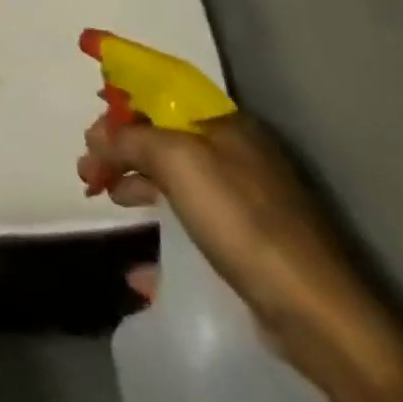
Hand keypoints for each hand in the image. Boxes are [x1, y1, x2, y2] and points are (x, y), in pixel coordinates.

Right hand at [81, 112, 379, 367]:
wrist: (315, 312)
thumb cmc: (242, 220)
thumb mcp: (179, 162)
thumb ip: (132, 139)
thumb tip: (99, 135)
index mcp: (224, 123)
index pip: (165, 89)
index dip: (126, 89)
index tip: (92, 102)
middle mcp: (233, 152)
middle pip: (162, 134)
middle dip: (118, 142)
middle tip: (86, 164)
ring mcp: (241, 198)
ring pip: (171, 175)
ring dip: (130, 179)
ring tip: (99, 194)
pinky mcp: (243, 242)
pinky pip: (187, 222)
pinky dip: (157, 231)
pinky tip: (137, 265)